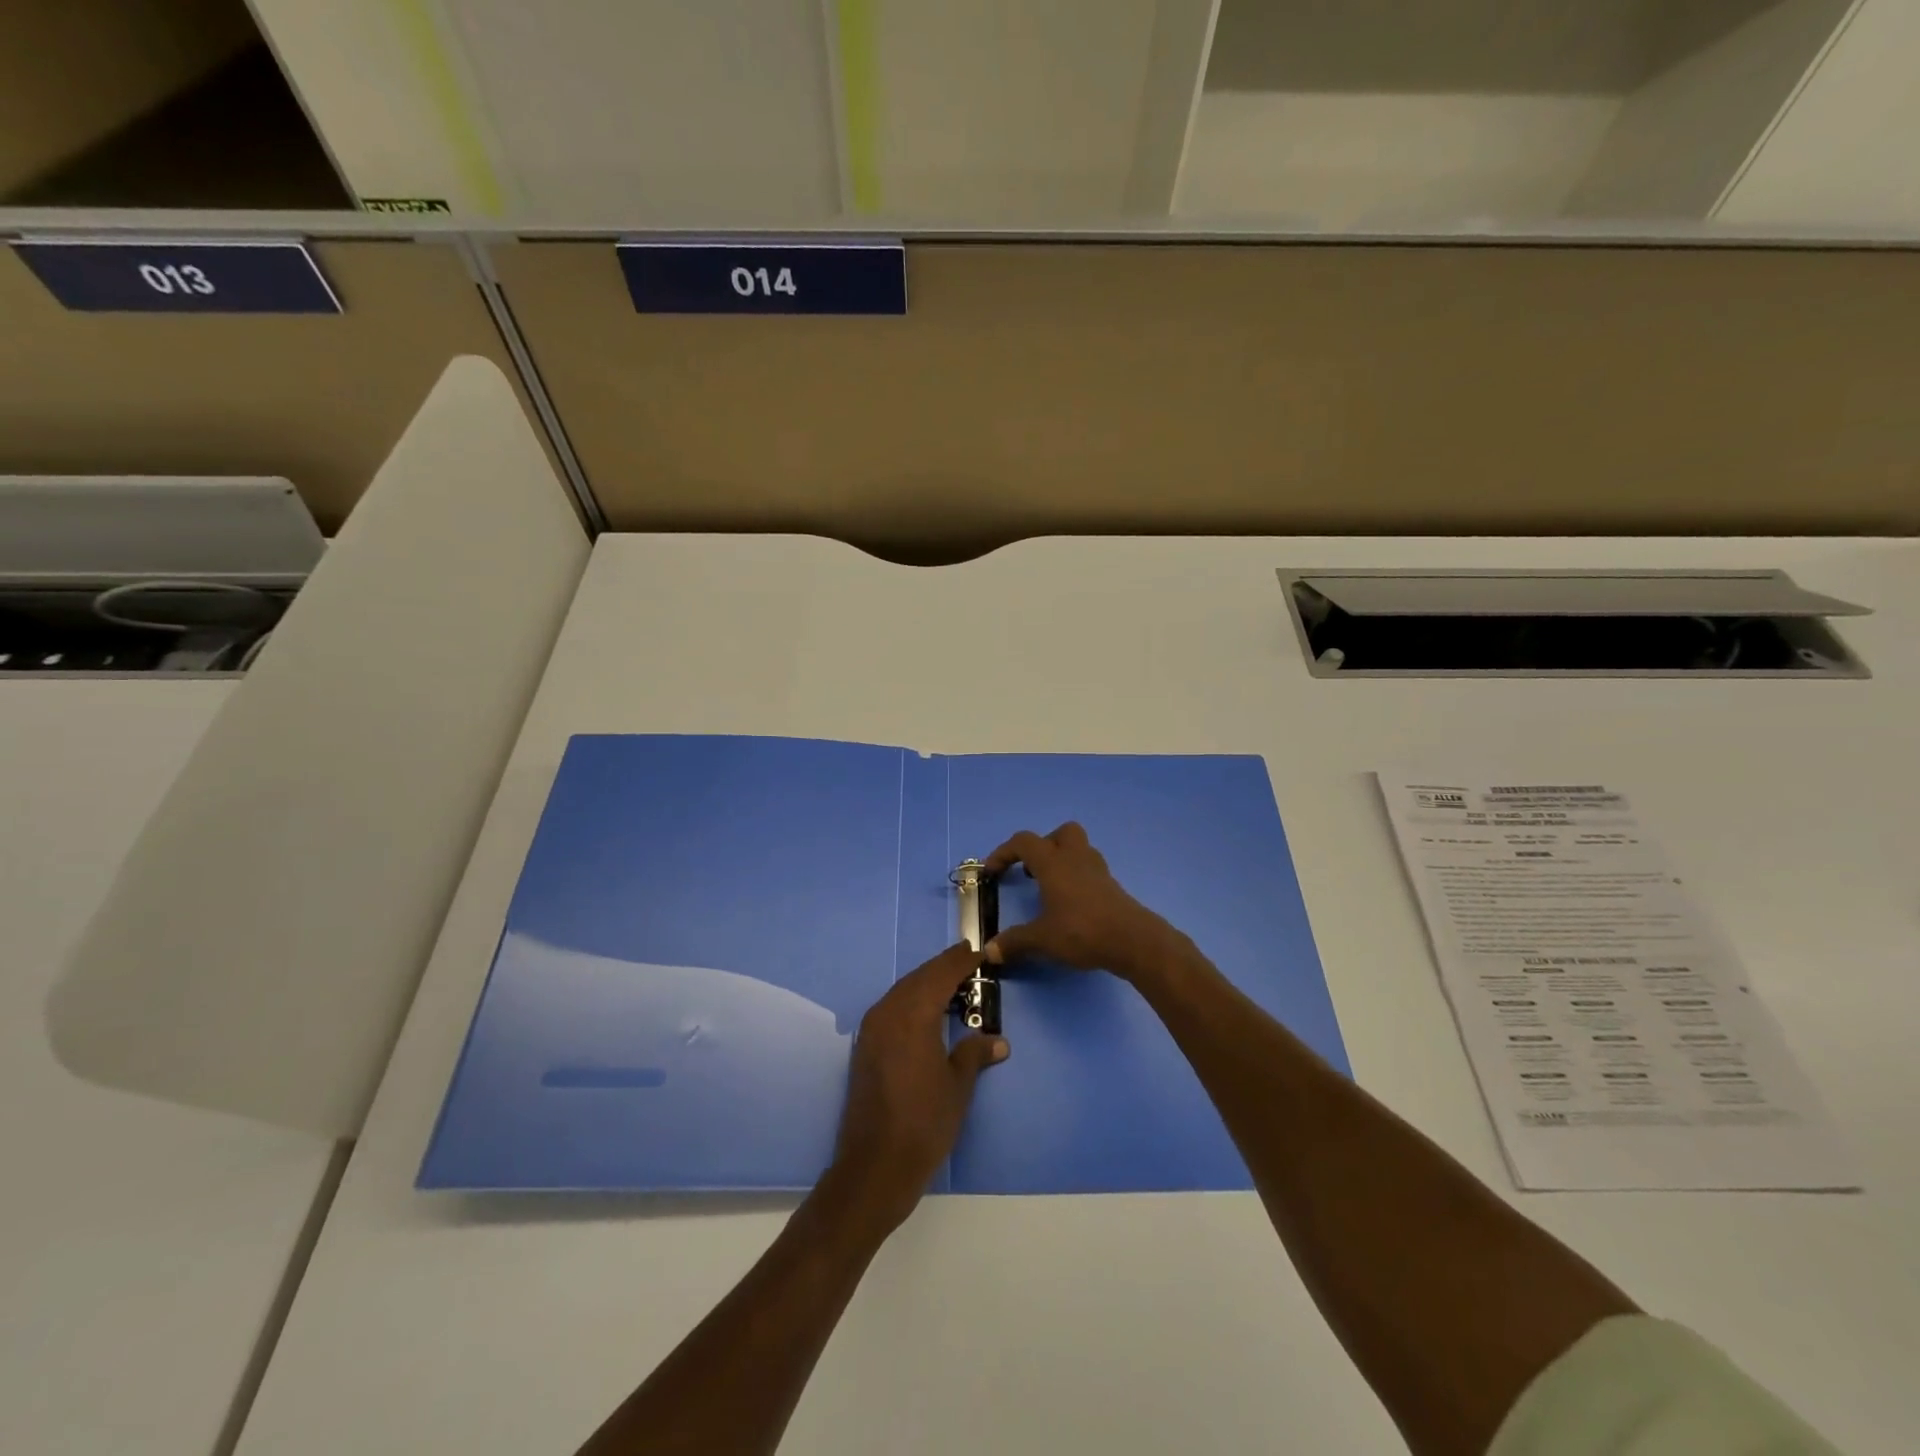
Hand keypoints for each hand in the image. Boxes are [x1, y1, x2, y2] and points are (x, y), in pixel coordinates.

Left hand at [829, 942, 1008, 1234]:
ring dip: (925, 983)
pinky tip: (926, 1011)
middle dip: (942, 967)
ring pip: (902, 991)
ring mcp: (871, 1030)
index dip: (960, 962)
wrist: (875, 1165)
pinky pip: (891, 1008)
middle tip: (966, 959)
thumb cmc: (924, 1123)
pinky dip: (910, 1000)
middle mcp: (888, 1013)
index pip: (940, 975)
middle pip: (918, 978)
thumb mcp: (958, 1087)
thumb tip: (998, 1040)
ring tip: (950, 982)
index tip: (978, 952)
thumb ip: (974, 1054)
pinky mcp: (864, 1047)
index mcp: (913, 1015)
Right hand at [983, 822, 1171, 978]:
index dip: (1003, 853)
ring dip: (1061, 859)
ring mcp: (1097, 870)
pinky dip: (1076, 877)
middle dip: (1043, 846)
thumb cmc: (1082, 931)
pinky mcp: (1111, 885)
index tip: (991, 872)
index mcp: (1053, 862)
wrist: (1132, 940)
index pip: (1023, 842)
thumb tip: (988, 951)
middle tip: (1031, 870)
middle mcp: (1075, 857)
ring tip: (1049, 887)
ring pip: (1078, 848)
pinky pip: (1089, 869)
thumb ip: (1014, 942)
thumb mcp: (1042, 939)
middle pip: (1060, 833)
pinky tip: (1070, 903)